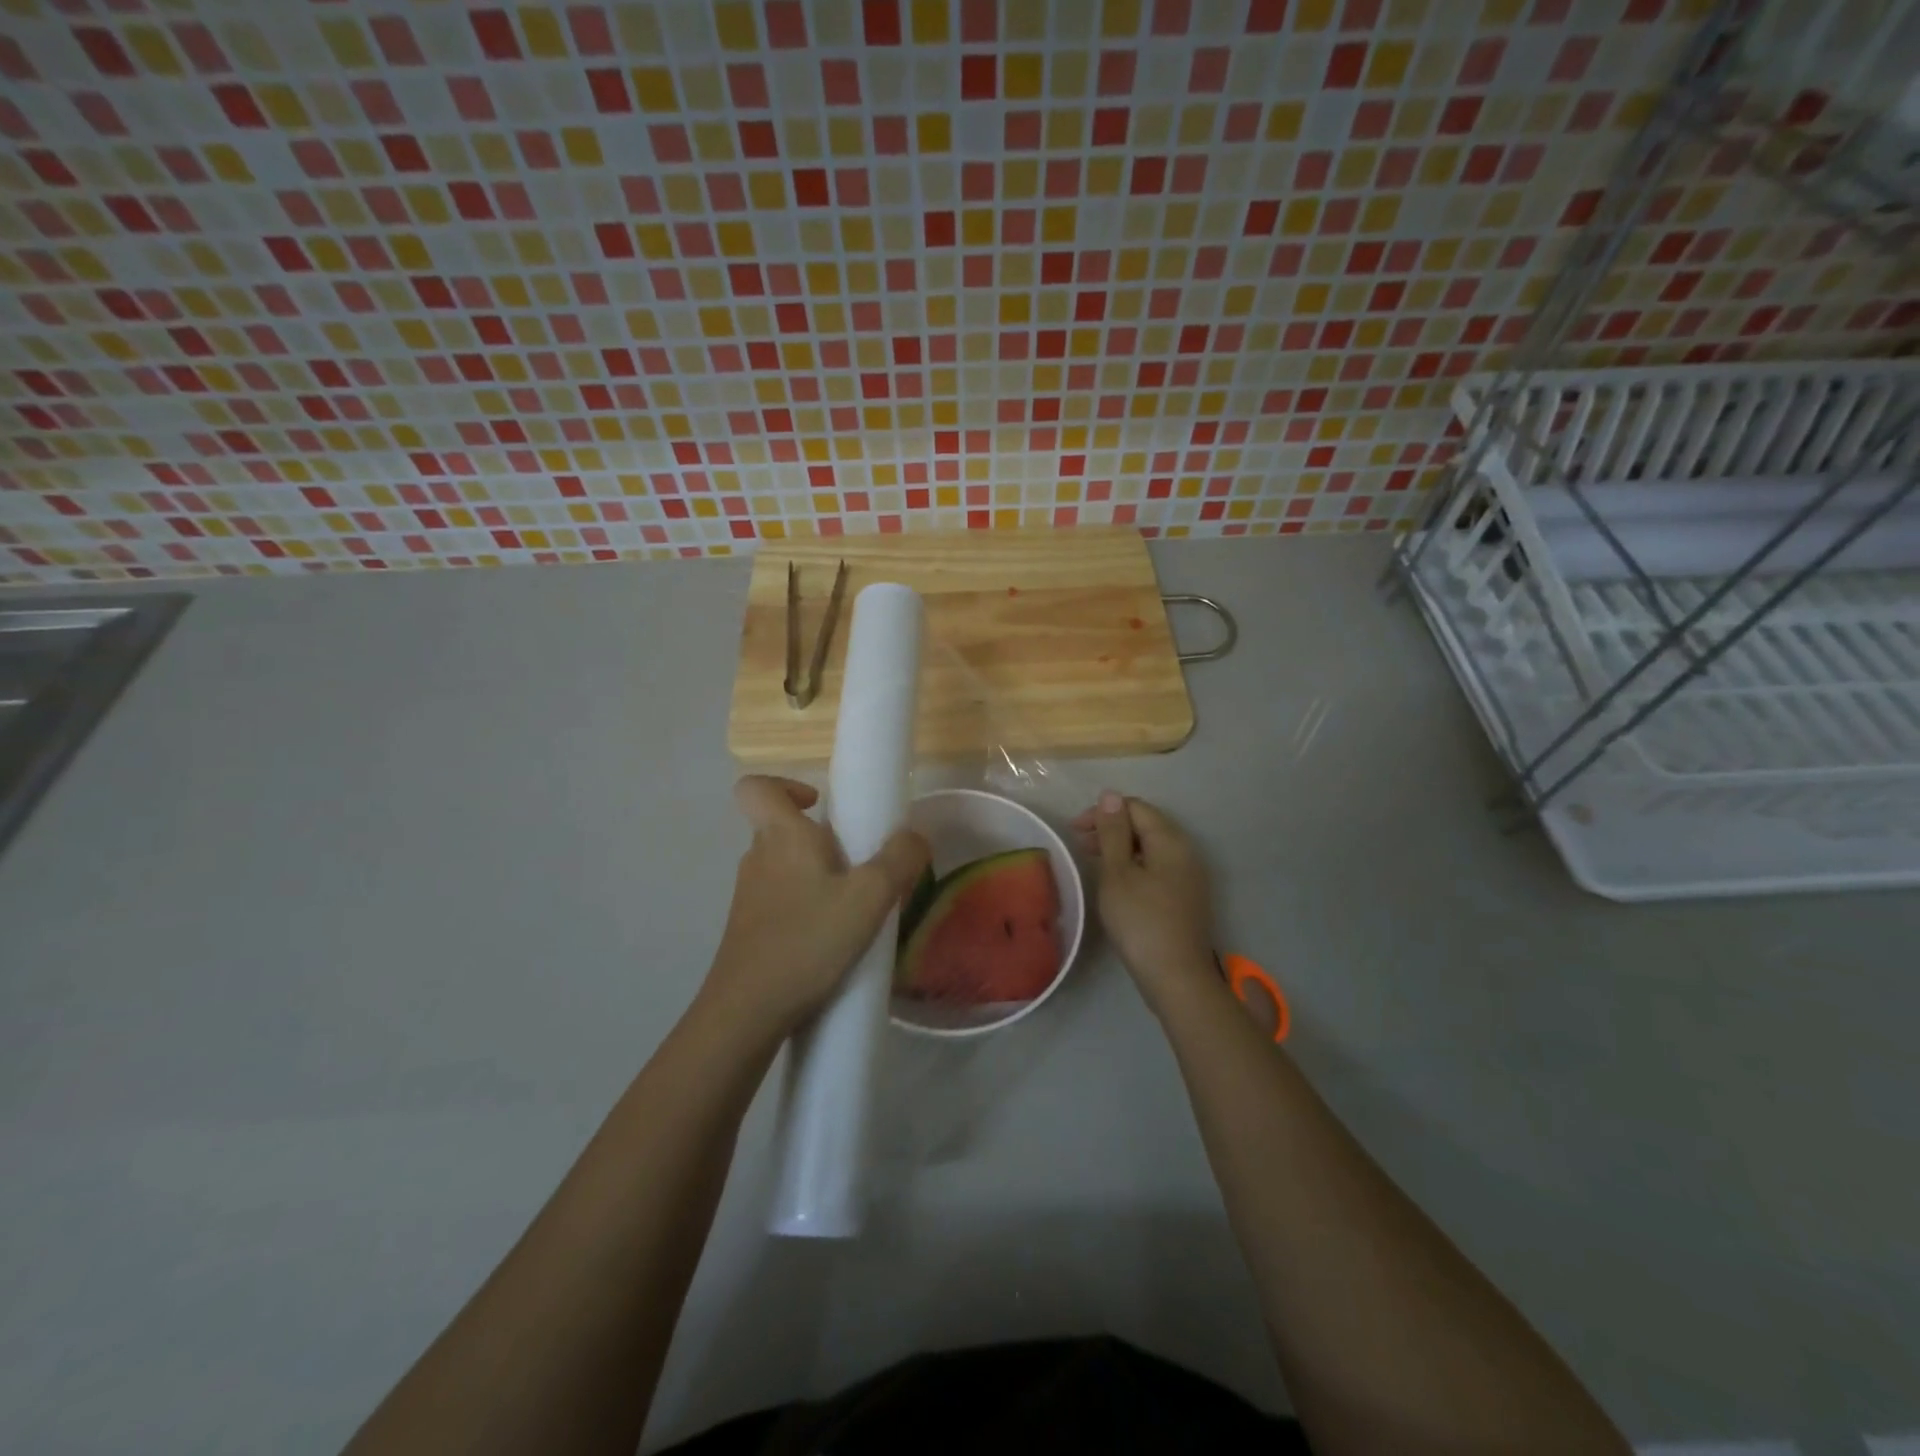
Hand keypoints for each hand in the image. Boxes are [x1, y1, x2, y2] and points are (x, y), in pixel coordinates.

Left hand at [703, 775, 929, 1043]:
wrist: (747, 1013)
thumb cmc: (808, 941)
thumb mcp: (870, 897)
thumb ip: (900, 860)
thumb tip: (914, 837)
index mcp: (781, 836)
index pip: (757, 788)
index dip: (784, 785)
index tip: (819, 805)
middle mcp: (758, 858)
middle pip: (782, 829)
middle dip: (822, 840)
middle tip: (859, 866)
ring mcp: (749, 896)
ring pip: (785, 868)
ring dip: (818, 877)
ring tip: (854, 908)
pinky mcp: (749, 930)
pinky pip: (782, 901)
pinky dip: (807, 908)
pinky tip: (833, 940)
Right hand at [1071, 791, 1216, 1013]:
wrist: (1176, 977)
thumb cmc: (1141, 921)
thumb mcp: (1118, 873)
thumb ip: (1113, 832)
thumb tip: (1110, 795)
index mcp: (1170, 840)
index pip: (1135, 808)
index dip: (1104, 812)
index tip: (1075, 830)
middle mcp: (1186, 851)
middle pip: (1146, 825)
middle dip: (1111, 828)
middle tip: (1080, 845)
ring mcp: (1189, 875)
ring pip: (1151, 847)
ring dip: (1121, 847)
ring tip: (1093, 861)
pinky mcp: (1186, 895)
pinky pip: (1157, 866)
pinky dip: (1134, 865)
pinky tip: (1117, 882)